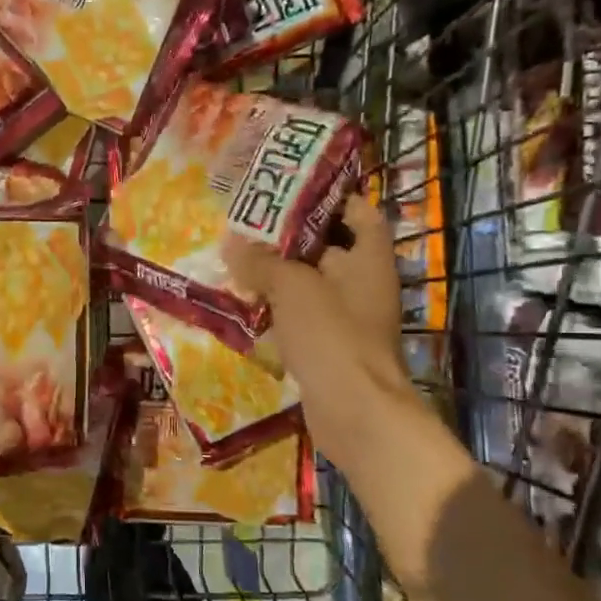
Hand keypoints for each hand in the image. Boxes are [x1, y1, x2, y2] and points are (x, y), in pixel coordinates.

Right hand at [224, 193, 435, 475]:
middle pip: (328, 245)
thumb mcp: (292, 287)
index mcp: (368, 257)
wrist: (354, 411)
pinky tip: (247, 302)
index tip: (289, 189)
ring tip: (239, 257)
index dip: (328, 195)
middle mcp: (364, 282)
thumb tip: (231, 244)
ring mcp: (348, 316)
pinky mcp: (330, 345)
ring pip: (311, 282)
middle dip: (289, 235)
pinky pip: (303, 315)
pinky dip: (279, 307)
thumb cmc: (331, 336)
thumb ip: (261, 262)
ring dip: (279, 273)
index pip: (357, 210)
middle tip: (249, 223)